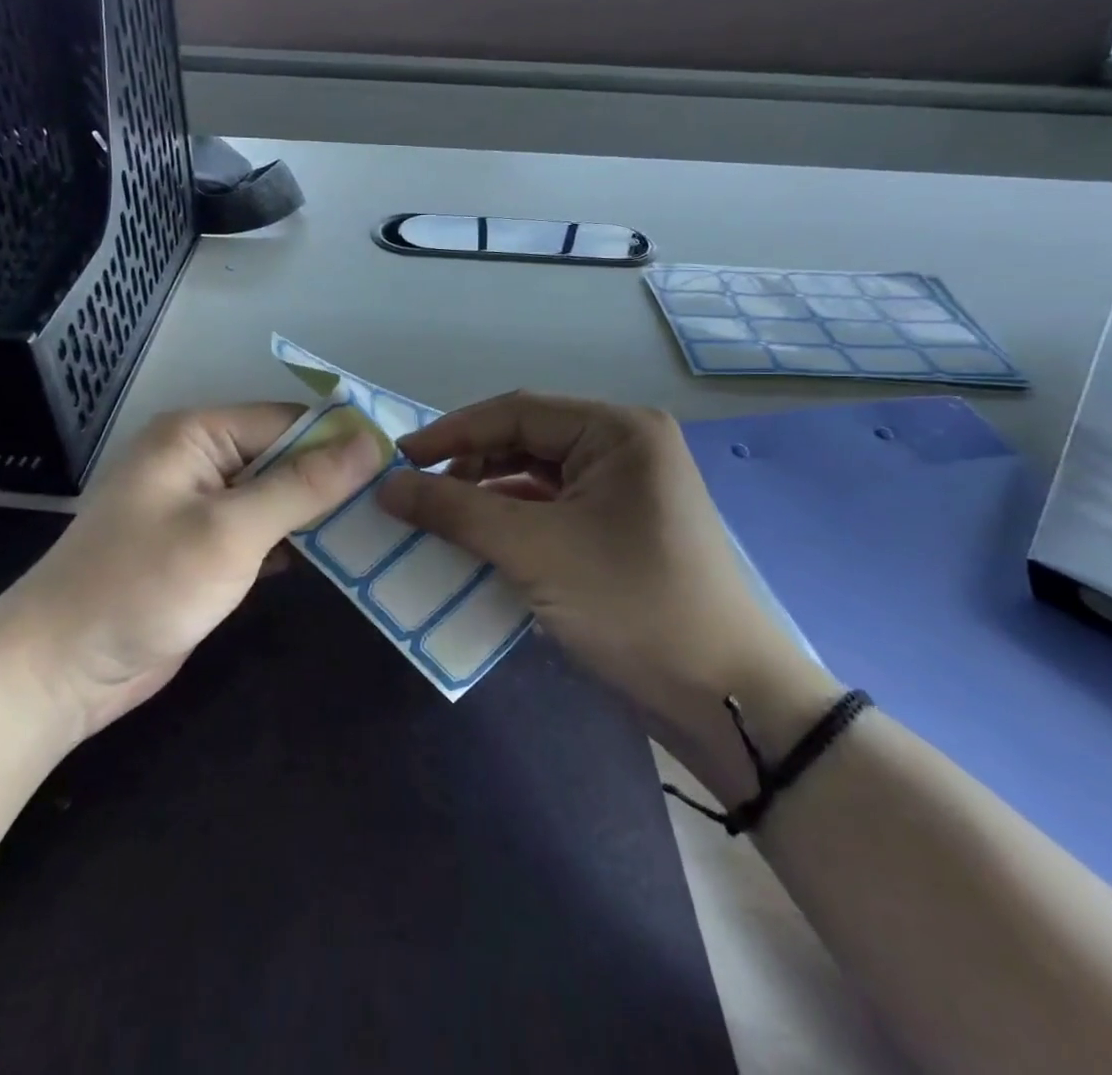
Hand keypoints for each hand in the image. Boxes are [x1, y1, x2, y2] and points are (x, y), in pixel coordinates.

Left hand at [0, 404, 382, 735]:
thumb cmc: (143, 586)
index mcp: (198, 434)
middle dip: (334, 481)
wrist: (59, 671)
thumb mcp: (232, 531)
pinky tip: (341, 560)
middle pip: (284, 457)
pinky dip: (295, 544)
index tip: (398, 467)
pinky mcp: (202, 550)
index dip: (342, 442)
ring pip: (276, 498)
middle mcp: (199, 460)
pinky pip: (261, 532)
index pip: (288, 422)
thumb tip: (371, 441)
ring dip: (320, 515)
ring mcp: (199, 507)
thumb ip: (304, 485)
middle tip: (399, 504)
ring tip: (385, 529)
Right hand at [376, 392, 837, 797]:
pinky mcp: (617, 531)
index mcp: (617, 431)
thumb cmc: (632, 604)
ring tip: (436, 520)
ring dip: (485, 497)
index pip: (517, 411)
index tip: (398, 458)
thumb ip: (455, 511)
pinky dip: (510, 525)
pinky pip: (550, 512)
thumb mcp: (535, 551)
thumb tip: (387, 486)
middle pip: (525, 441)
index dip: (452, 432)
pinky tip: (476, 545)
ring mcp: (622, 492)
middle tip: (415, 494)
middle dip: (468, 466)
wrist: (724, 700)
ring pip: (534, 479)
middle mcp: (623, 449)